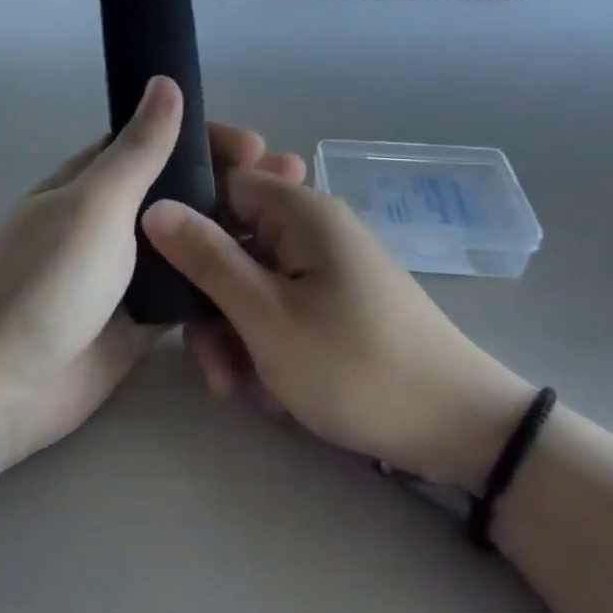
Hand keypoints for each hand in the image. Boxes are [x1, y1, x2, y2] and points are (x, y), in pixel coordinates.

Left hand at [0, 77, 304, 471]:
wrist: (7, 384)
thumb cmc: (47, 281)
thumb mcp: (95, 205)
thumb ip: (138, 150)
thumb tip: (164, 82)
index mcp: (91, 182)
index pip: (155, 143)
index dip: (205, 140)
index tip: (254, 146)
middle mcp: (111, 220)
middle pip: (180, 192)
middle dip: (231, 185)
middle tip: (290, 184)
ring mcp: (128, 270)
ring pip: (190, 241)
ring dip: (233, 232)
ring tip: (289, 232)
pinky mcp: (144, 316)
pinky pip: (190, 289)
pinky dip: (222, 280)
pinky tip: (267, 277)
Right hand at [142, 171, 533, 491]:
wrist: (457, 429)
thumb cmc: (354, 366)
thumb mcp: (266, 316)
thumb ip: (206, 258)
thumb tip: (155, 205)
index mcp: (300, 213)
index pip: (222, 183)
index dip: (186, 218)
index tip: (160, 267)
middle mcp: (312, 229)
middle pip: (232, 242)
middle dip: (209, 300)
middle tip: (209, 362)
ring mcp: (325, 268)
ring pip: (251, 283)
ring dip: (232, 332)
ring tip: (236, 389)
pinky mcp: (334, 303)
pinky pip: (279, 307)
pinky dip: (263, 343)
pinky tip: (267, 390)